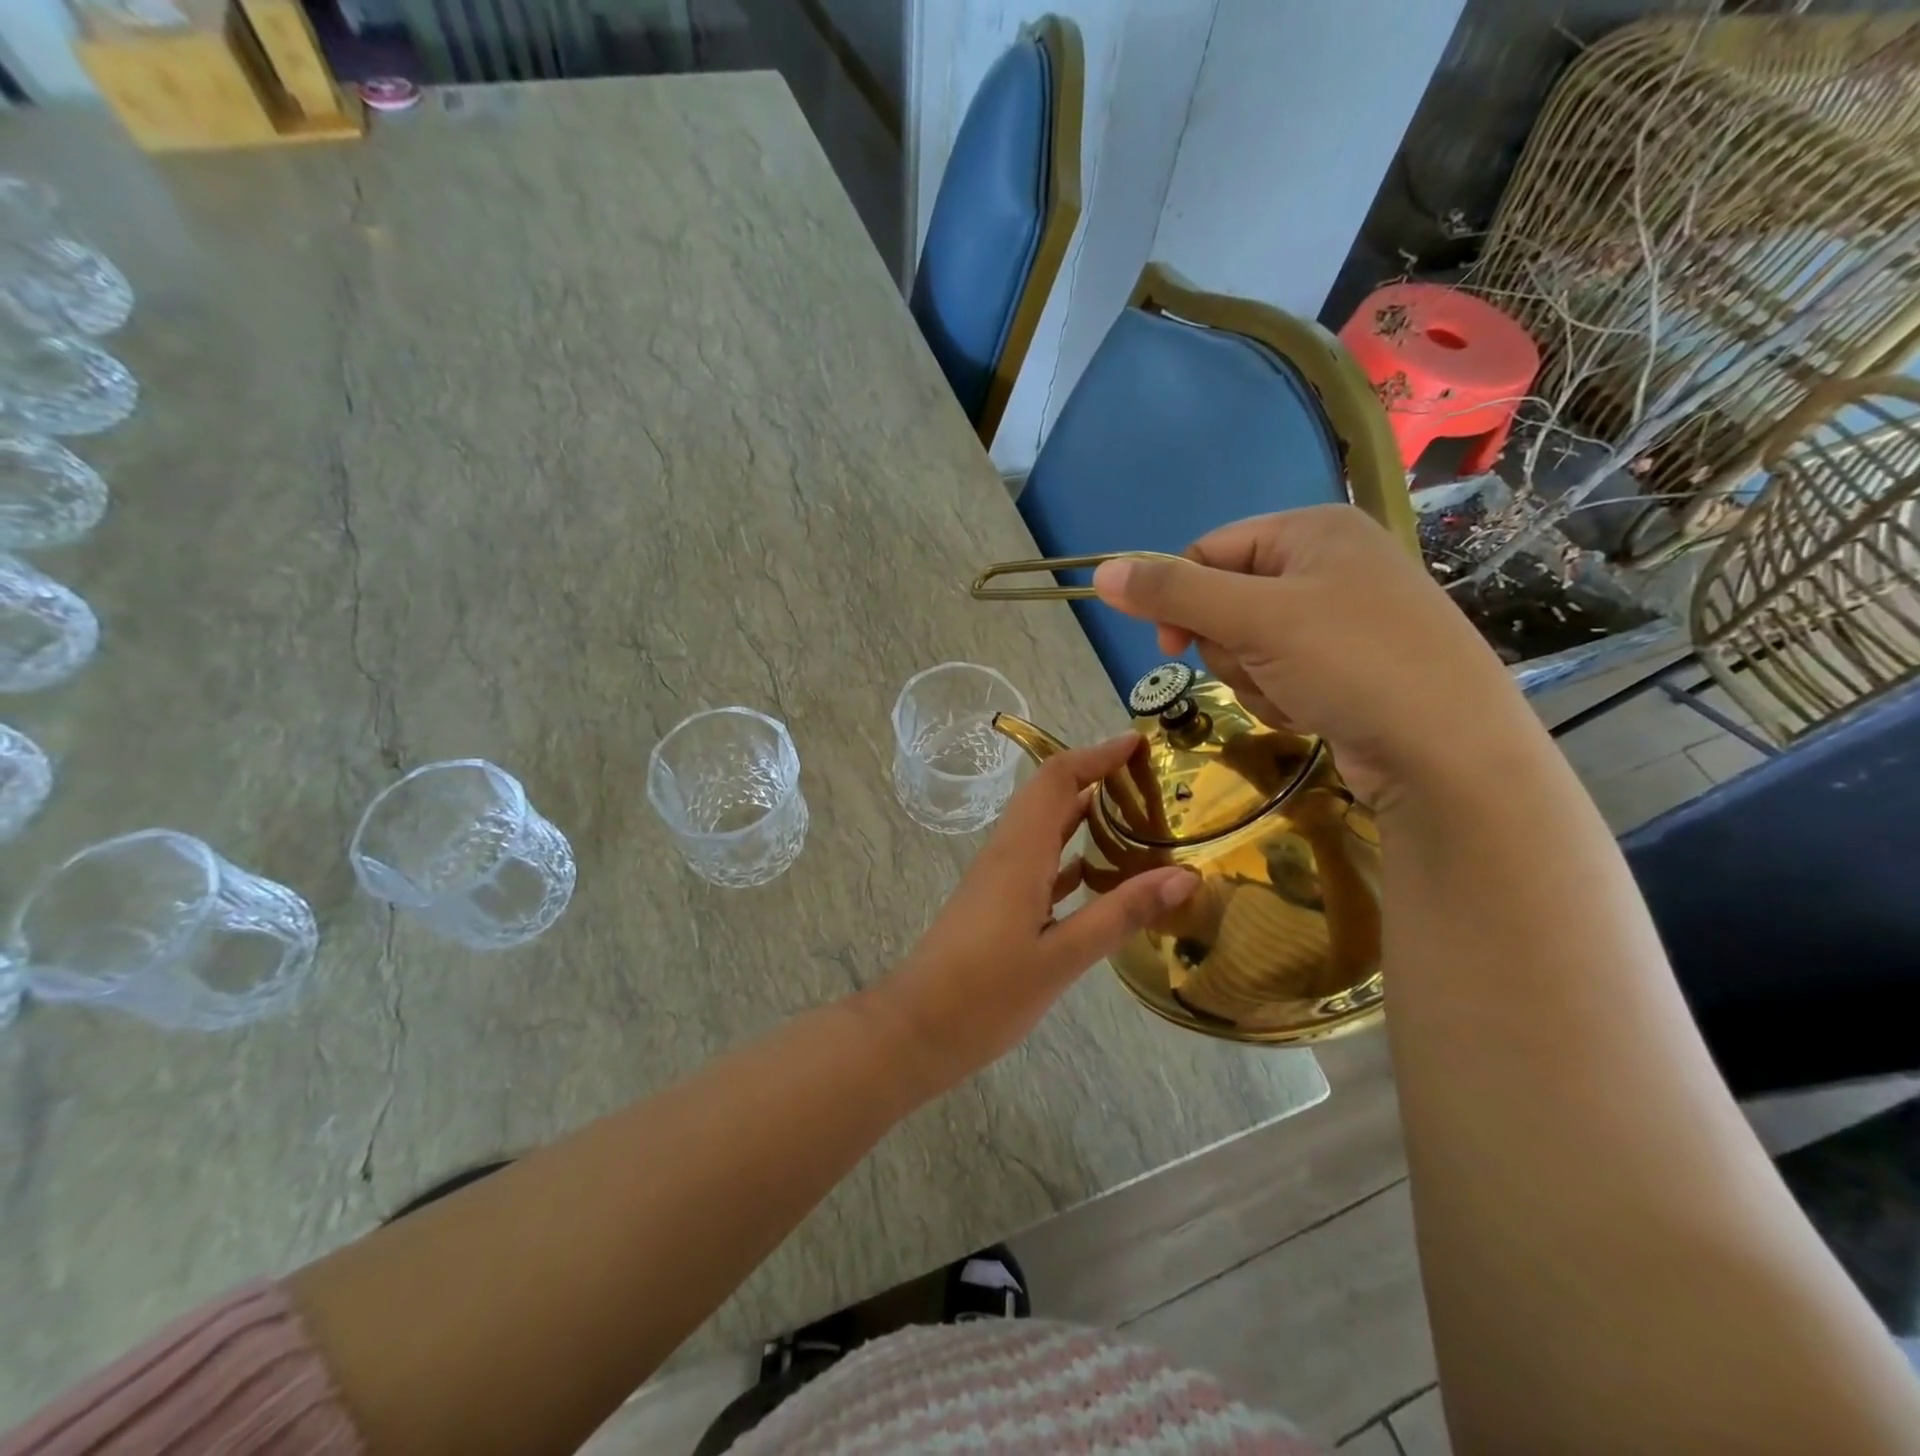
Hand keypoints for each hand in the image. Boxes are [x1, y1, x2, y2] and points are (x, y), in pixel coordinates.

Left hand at [872, 733, 1198, 1090]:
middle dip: (1097, 776)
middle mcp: (1007, 853)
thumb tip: (1185, 875)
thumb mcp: (1062, 958)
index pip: (1057, 779)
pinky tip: (1104, 871)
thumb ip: (1121, 914)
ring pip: (1046, 827)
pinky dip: (1074, 853)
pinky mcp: (998, 902)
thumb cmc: (985, 994)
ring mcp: (1000, 878)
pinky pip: (1041, 860)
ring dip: (1086, 813)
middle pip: (1051, 795)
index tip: (1140, 743)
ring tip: (1140, 816)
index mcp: (1019, 853)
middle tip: (1152, 779)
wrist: (917, 1029)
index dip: (1097, 755)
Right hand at [1092, 505, 1536, 809]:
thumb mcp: (1254, 619)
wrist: (1450, 751)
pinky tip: (1314, 711)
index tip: (1170, 646)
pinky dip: (1283, 696)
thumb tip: (1101, 573)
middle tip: (1260, 667)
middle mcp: (1330, 563)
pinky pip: (1281, 671)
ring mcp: (1344, 617)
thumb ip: (1174, 594)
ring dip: (1254, 677)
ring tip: (1296, 694)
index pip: (1210, 550)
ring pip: (1249, 644)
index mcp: (1313, 529)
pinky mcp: (1351, 665)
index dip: (1180, 598)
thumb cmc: (1352, 663)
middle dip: (1230, 646)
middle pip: (1227, 600)